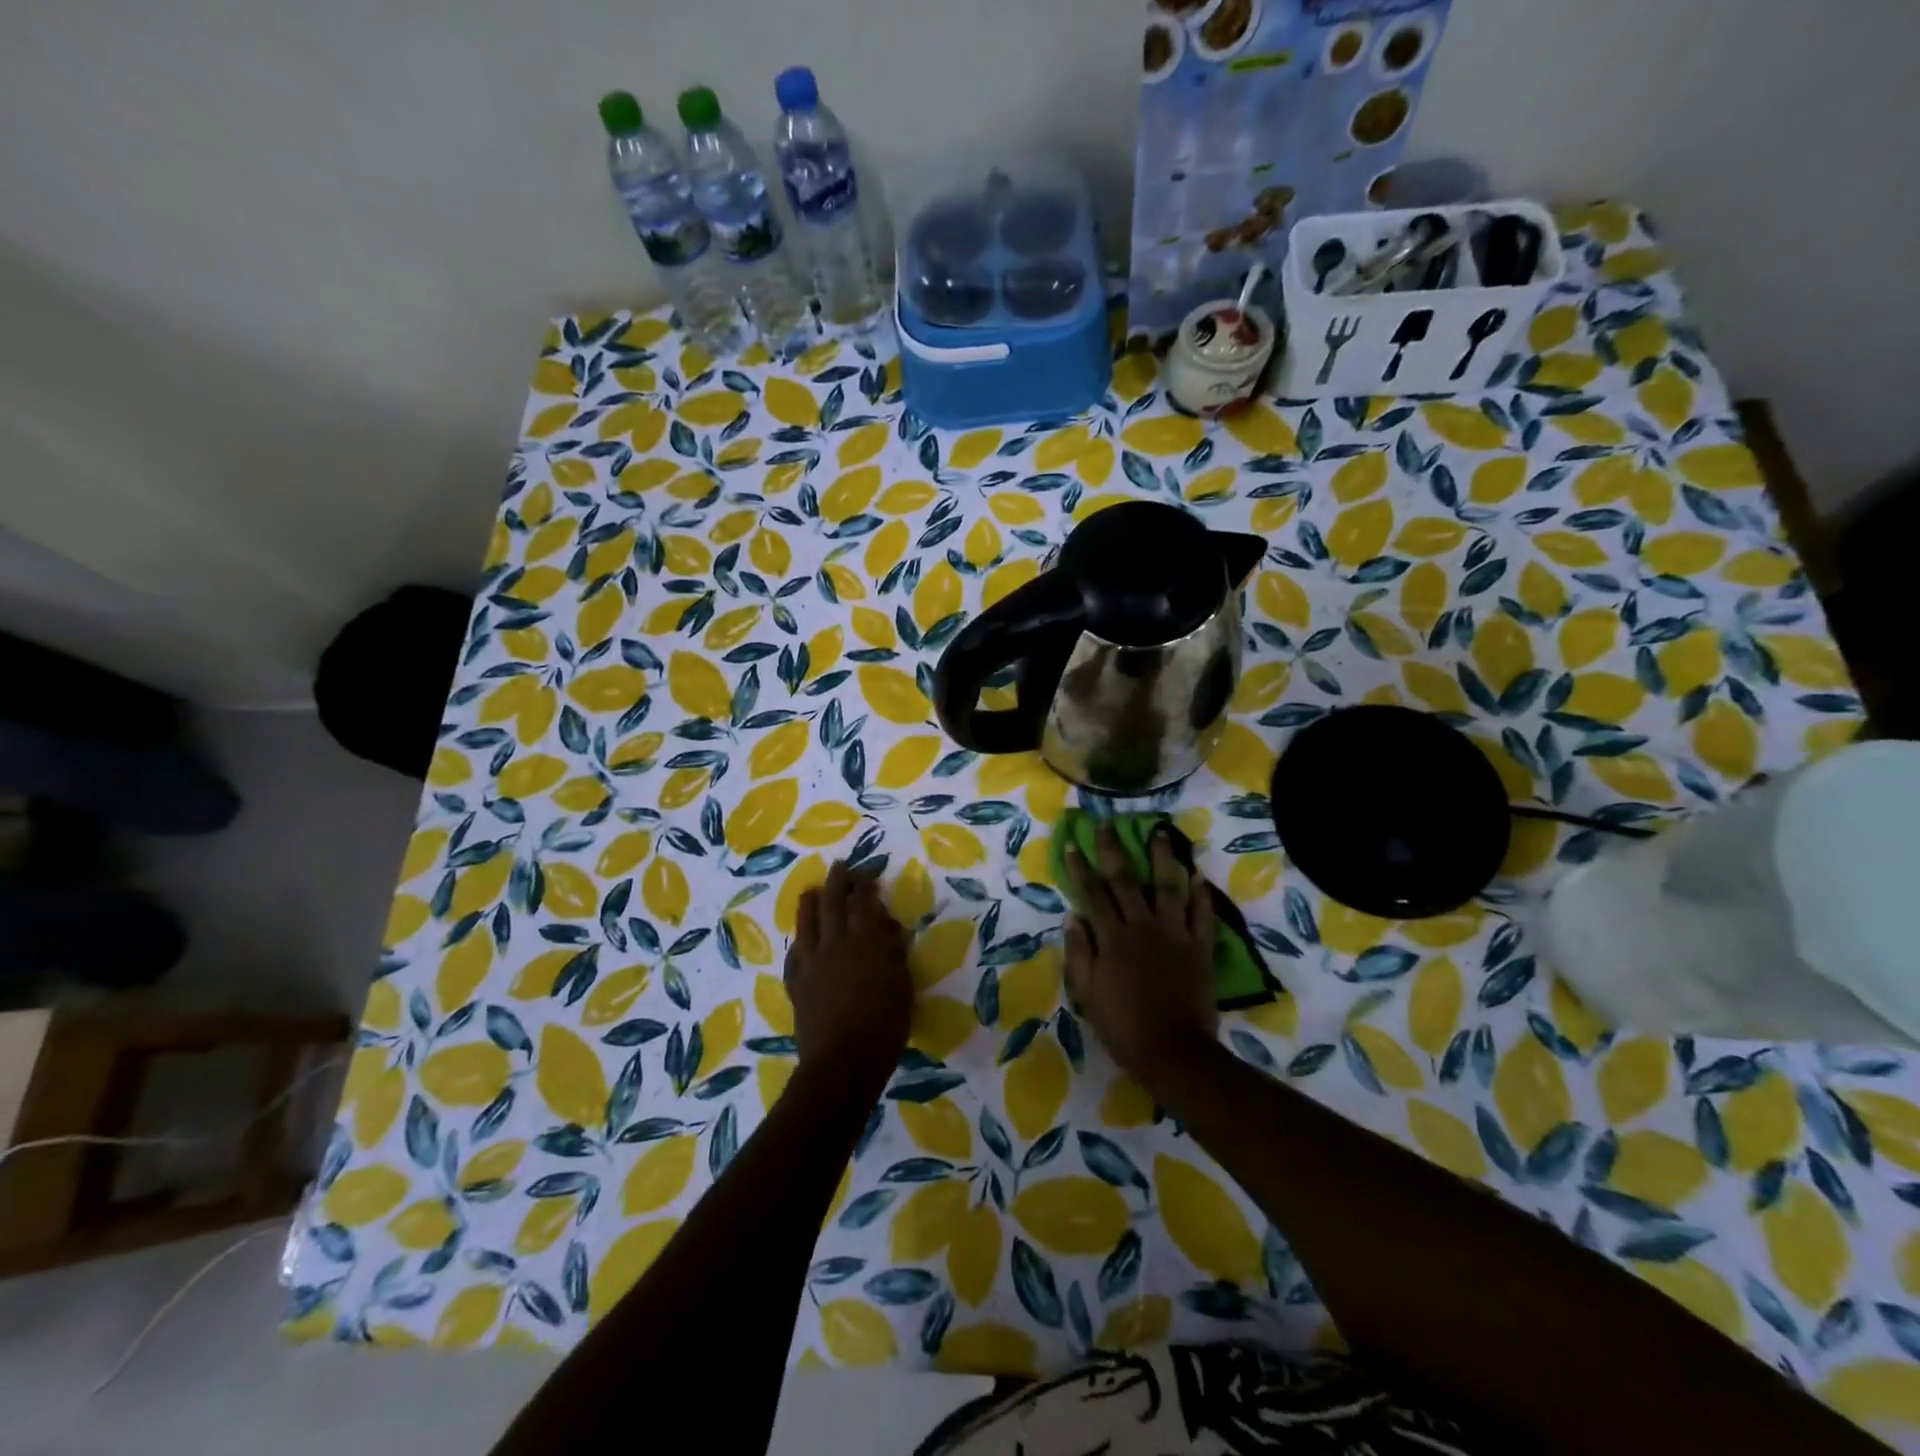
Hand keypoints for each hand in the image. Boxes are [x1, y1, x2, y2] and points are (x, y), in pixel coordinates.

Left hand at [786, 861, 911, 1088]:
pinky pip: (794, 955)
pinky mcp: (796, 983)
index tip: (866, 872)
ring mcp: (812, 963)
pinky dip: (798, 943)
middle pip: (834, 904)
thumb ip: (894, 953)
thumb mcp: (902, 985)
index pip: (864, 903)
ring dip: (810, 903)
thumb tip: (888, 928)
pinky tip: (799, 942)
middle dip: (837, 881)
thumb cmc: (884, 1025)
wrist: (843, 1061)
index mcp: (866, 942)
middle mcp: (836, 944)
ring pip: (807, 923)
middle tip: (839, 865)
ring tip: (811, 891)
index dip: (865, 885)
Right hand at [1063, 822, 1217, 1091]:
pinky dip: (1200, 893)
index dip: (1080, 868)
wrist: (1174, 1052)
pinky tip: (1197, 874)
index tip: (1071, 844)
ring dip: (1163, 858)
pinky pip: (1201, 914)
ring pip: (1168, 886)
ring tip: (1161, 833)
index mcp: (1112, 937)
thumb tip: (1073, 917)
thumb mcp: (1088, 993)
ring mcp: (1175, 934)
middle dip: (1113, 850)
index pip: (1092, 894)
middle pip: (1126, 880)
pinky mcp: (1200, 947)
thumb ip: (1080, 952)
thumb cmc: (1123, 1026)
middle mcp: (1142, 926)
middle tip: (1107, 824)